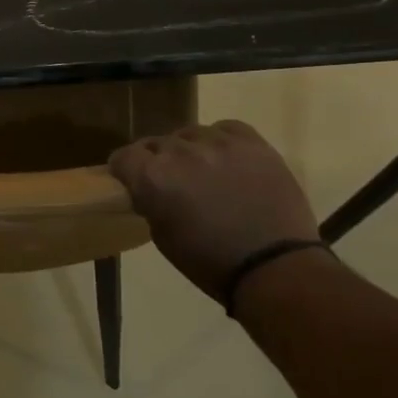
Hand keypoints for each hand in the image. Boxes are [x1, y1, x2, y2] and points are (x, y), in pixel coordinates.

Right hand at [109, 122, 320, 297]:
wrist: (274, 268)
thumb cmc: (209, 262)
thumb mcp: (162, 236)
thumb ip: (150, 201)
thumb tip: (149, 189)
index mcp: (154, 177)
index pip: (124, 156)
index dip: (125, 169)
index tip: (131, 180)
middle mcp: (181, 152)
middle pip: (157, 143)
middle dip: (159, 161)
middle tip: (172, 182)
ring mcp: (218, 143)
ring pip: (191, 134)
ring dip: (190, 150)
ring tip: (203, 171)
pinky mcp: (253, 143)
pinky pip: (226, 128)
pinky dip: (220, 140)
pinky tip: (227, 159)